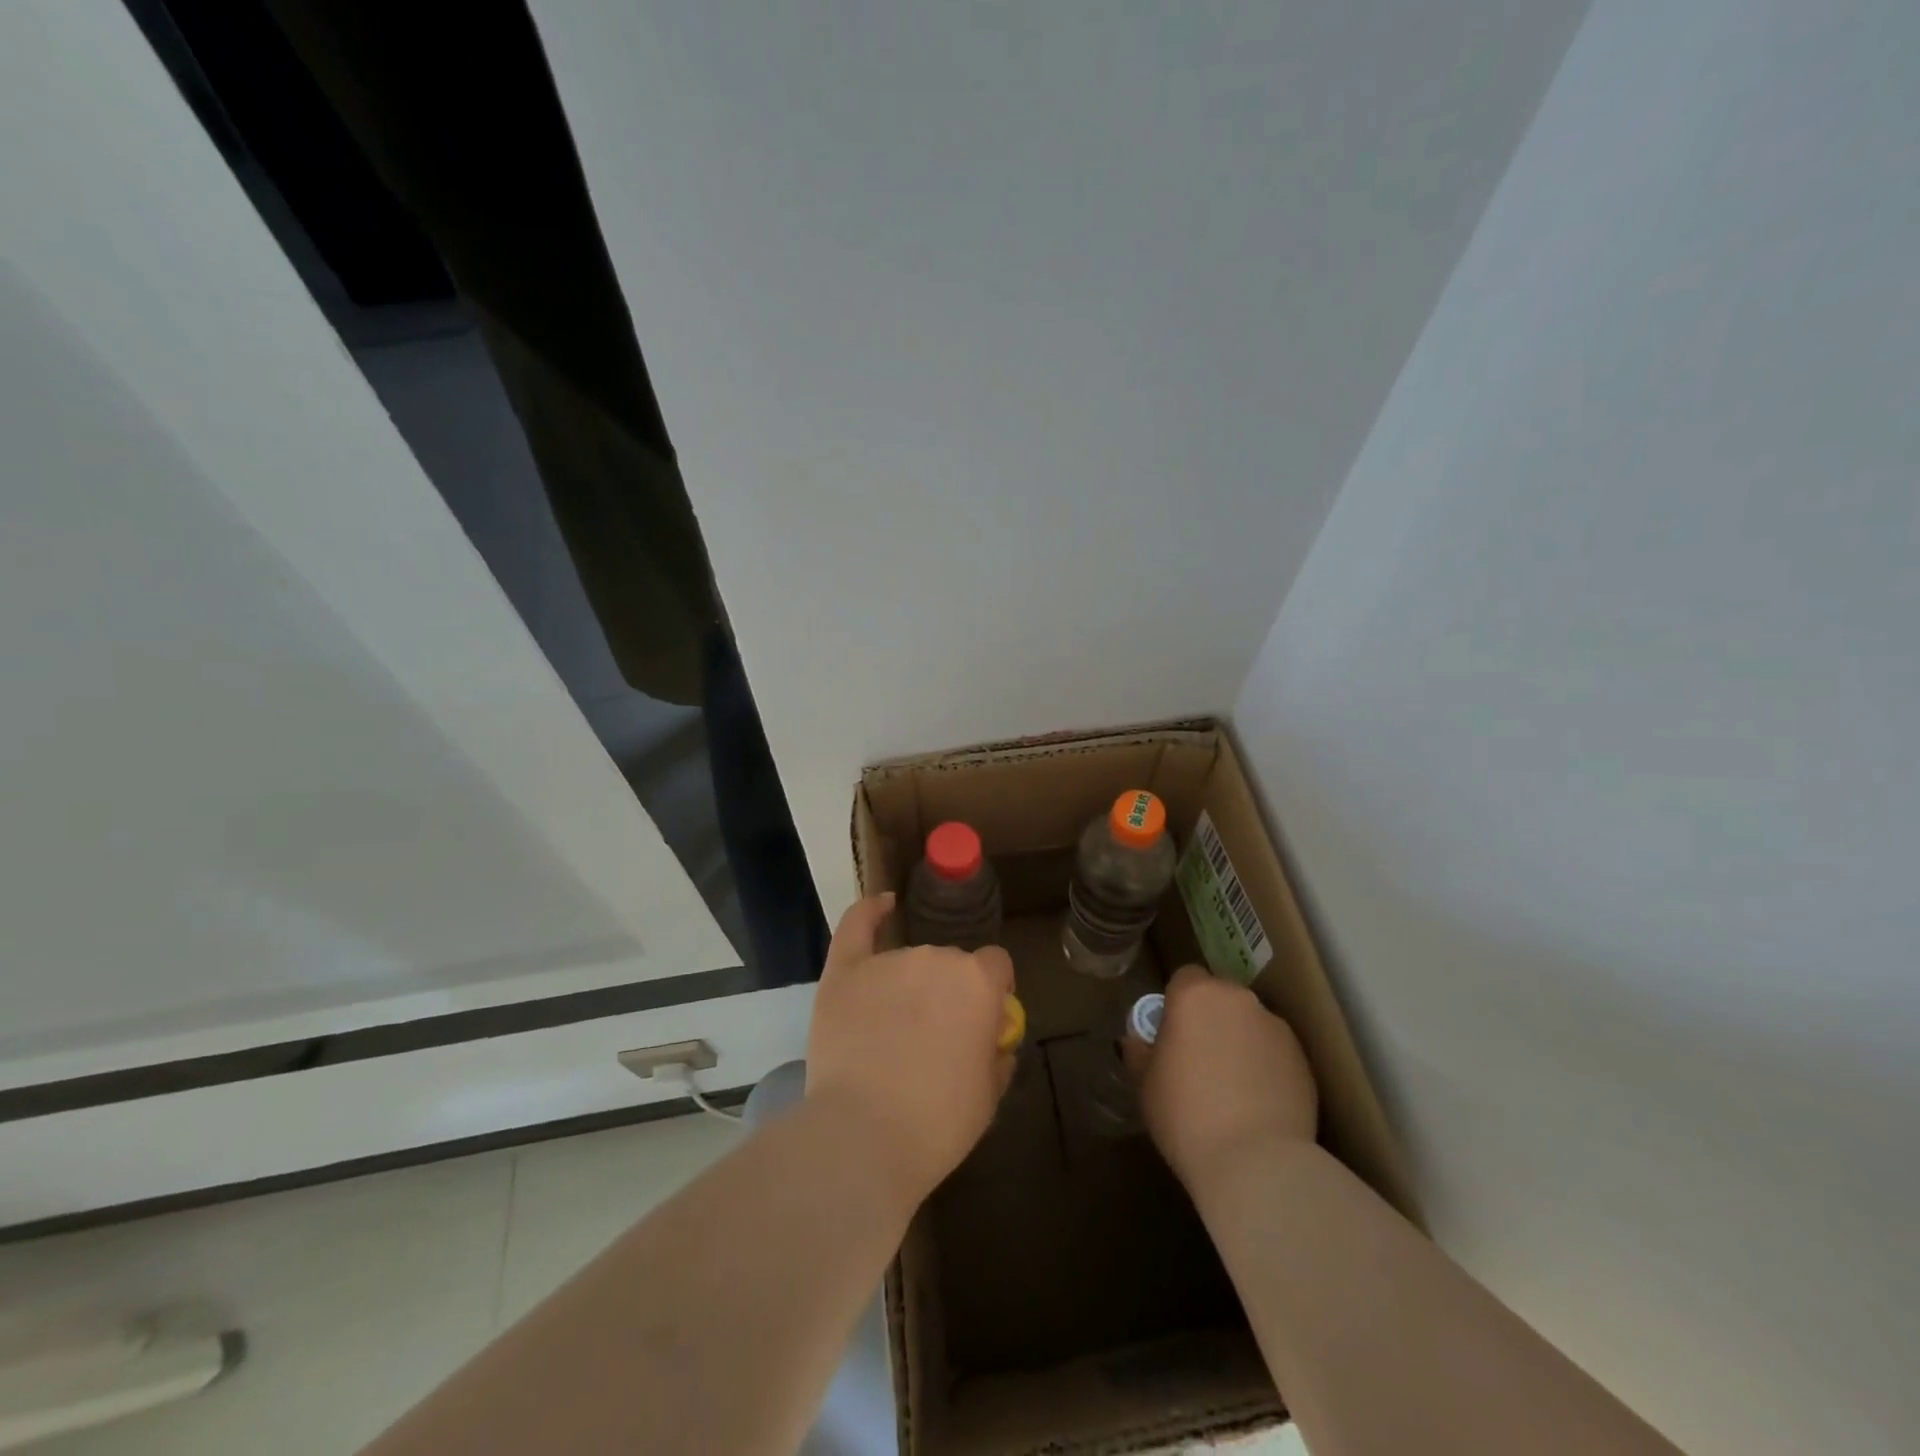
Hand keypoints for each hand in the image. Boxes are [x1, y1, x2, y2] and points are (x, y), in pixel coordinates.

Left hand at [805, 894, 1015, 1202]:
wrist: (864, 1137)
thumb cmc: (938, 1123)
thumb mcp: (988, 1096)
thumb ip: (996, 1055)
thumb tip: (993, 1039)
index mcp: (978, 982)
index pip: (995, 966)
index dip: (993, 990)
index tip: (984, 1020)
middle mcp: (936, 958)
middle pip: (950, 964)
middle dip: (948, 992)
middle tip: (935, 1037)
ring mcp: (887, 961)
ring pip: (909, 960)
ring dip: (911, 984)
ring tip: (894, 1030)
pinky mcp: (844, 972)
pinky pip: (858, 925)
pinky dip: (871, 911)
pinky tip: (883, 904)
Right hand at [1123, 964, 1316, 1188]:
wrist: (1256, 1163)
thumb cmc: (1185, 1115)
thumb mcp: (1145, 1084)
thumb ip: (1139, 1052)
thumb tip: (1136, 1041)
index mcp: (1195, 995)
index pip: (1185, 977)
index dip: (1177, 1002)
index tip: (1173, 1034)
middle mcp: (1238, 1000)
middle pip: (1221, 997)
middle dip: (1211, 1019)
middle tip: (1199, 1059)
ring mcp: (1276, 1027)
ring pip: (1250, 1023)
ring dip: (1240, 1041)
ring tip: (1233, 1087)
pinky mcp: (1303, 1059)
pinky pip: (1275, 1052)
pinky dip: (1266, 1066)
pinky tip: (1258, 1103)